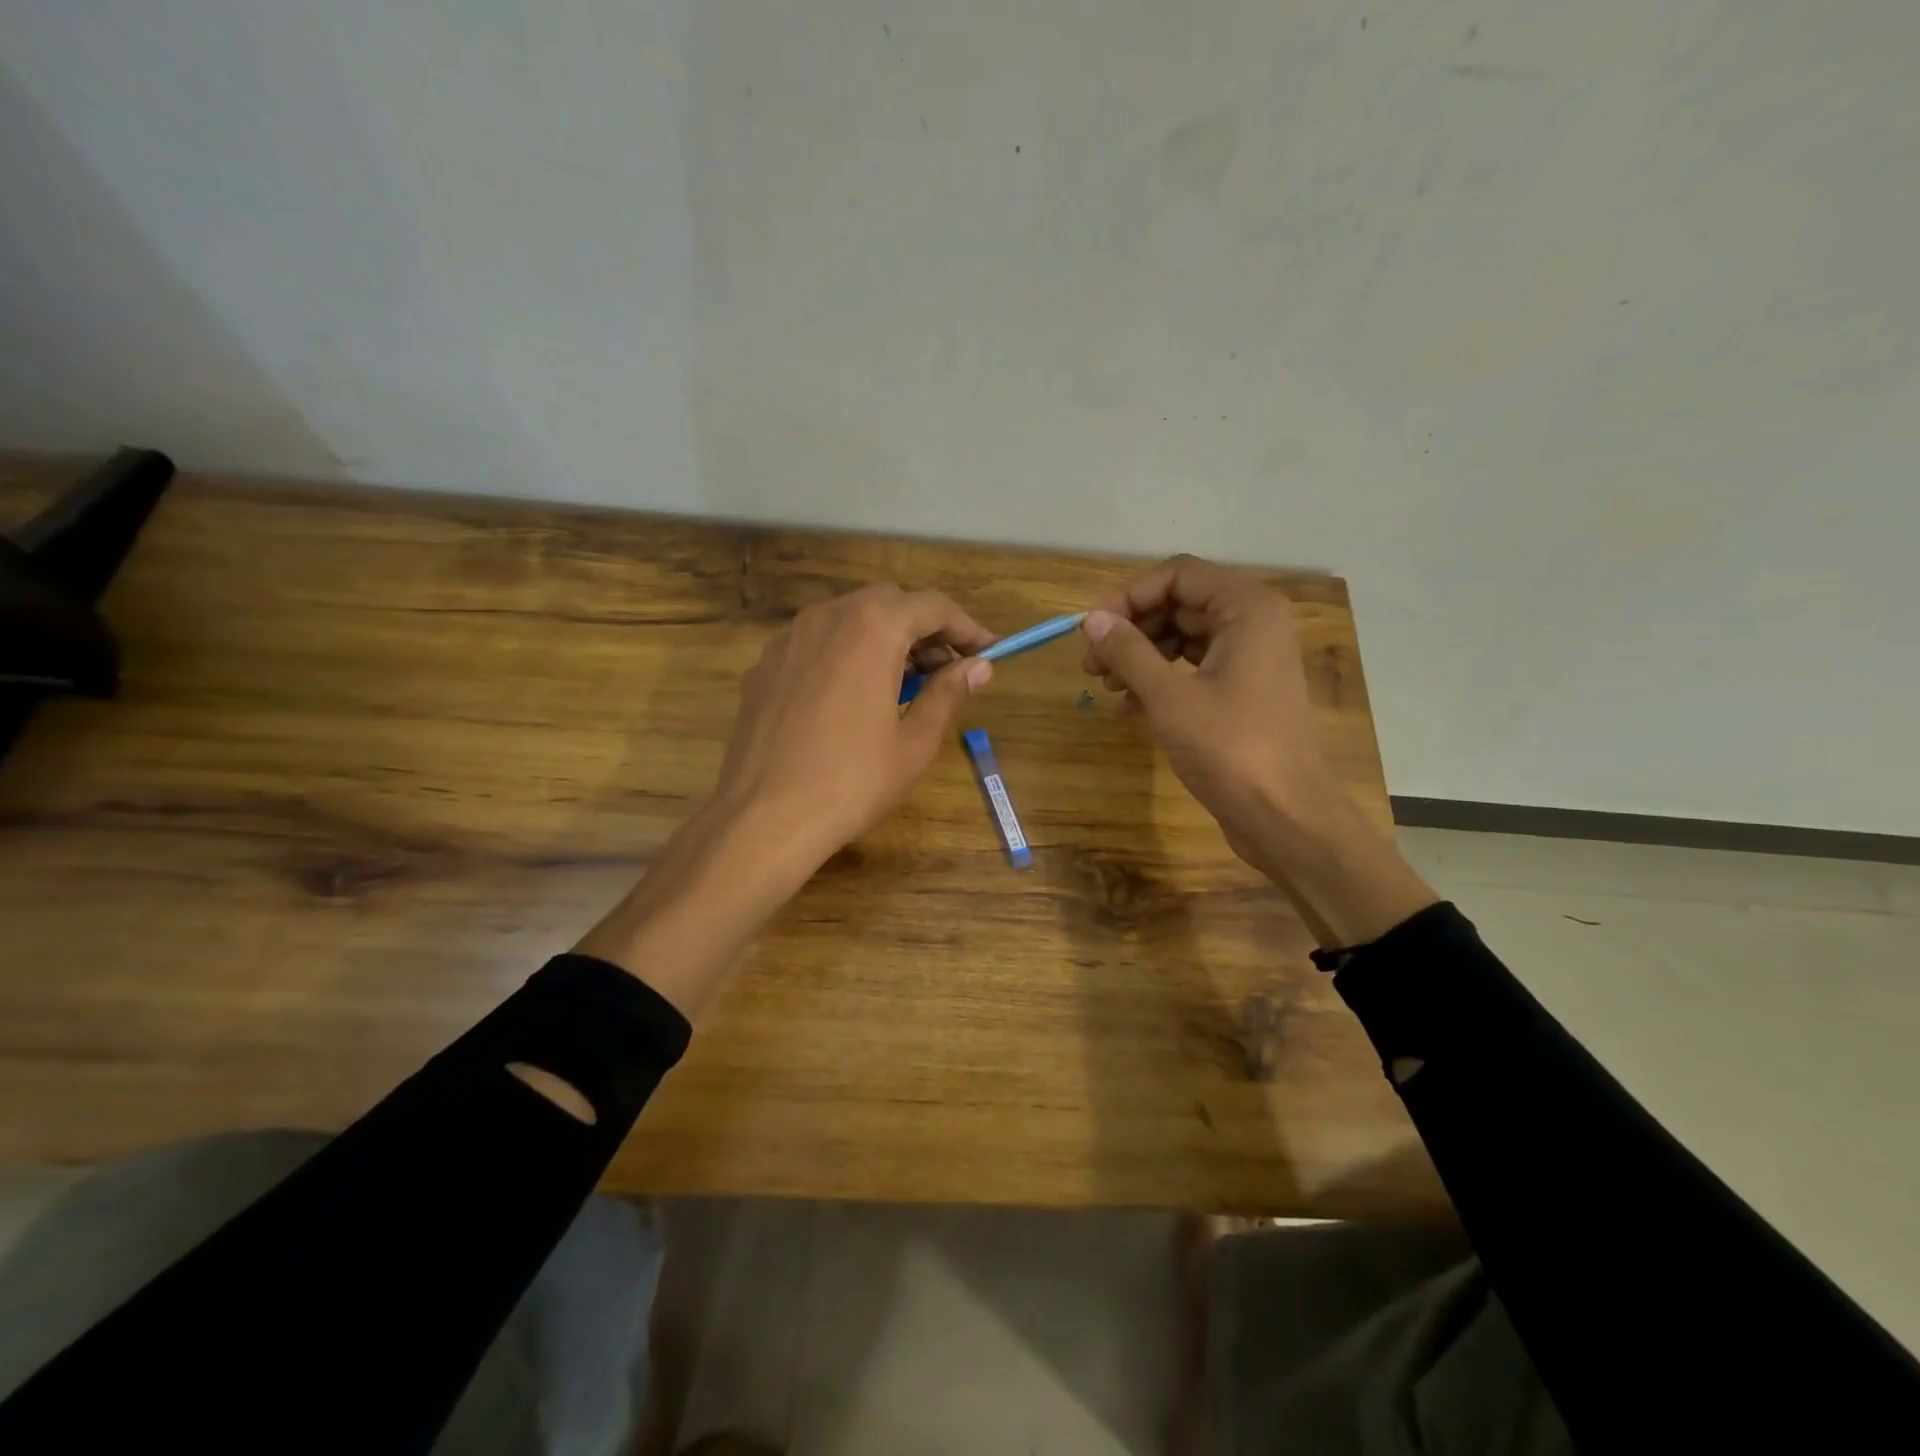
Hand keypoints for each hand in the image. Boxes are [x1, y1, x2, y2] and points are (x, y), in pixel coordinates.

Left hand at [578, 585, 994, 1017]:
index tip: (988, 652)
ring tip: (902, 684)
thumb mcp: (914, 742)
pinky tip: (851, 697)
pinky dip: (845, 653)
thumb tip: (979, 667)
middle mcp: (827, 617)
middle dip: (924, 629)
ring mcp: (788, 639)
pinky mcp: (764, 667)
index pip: (932, 606)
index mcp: (871, 628)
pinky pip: (816, 643)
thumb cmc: (851, 782)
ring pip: (848, 618)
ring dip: (883, 638)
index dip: (966, 627)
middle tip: (946, 670)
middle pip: (888, 603)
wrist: (763, 818)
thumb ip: (948, 693)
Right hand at [1081, 556, 1435, 945]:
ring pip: (1183, 637)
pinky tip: (1130, 708)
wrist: (1285, 816)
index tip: (1092, 630)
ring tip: (1107, 687)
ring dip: (1140, 656)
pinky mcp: (1243, 691)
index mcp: (1246, 608)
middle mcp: (1253, 622)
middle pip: (1179, 603)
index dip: (1128, 596)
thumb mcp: (1168, 698)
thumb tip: (1092, 620)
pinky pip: (1193, 668)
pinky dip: (1160, 680)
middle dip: (1131, 629)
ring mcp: (1251, 658)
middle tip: (1092, 665)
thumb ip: (1128, 652)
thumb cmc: (1229, 749)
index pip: (1177, 575)